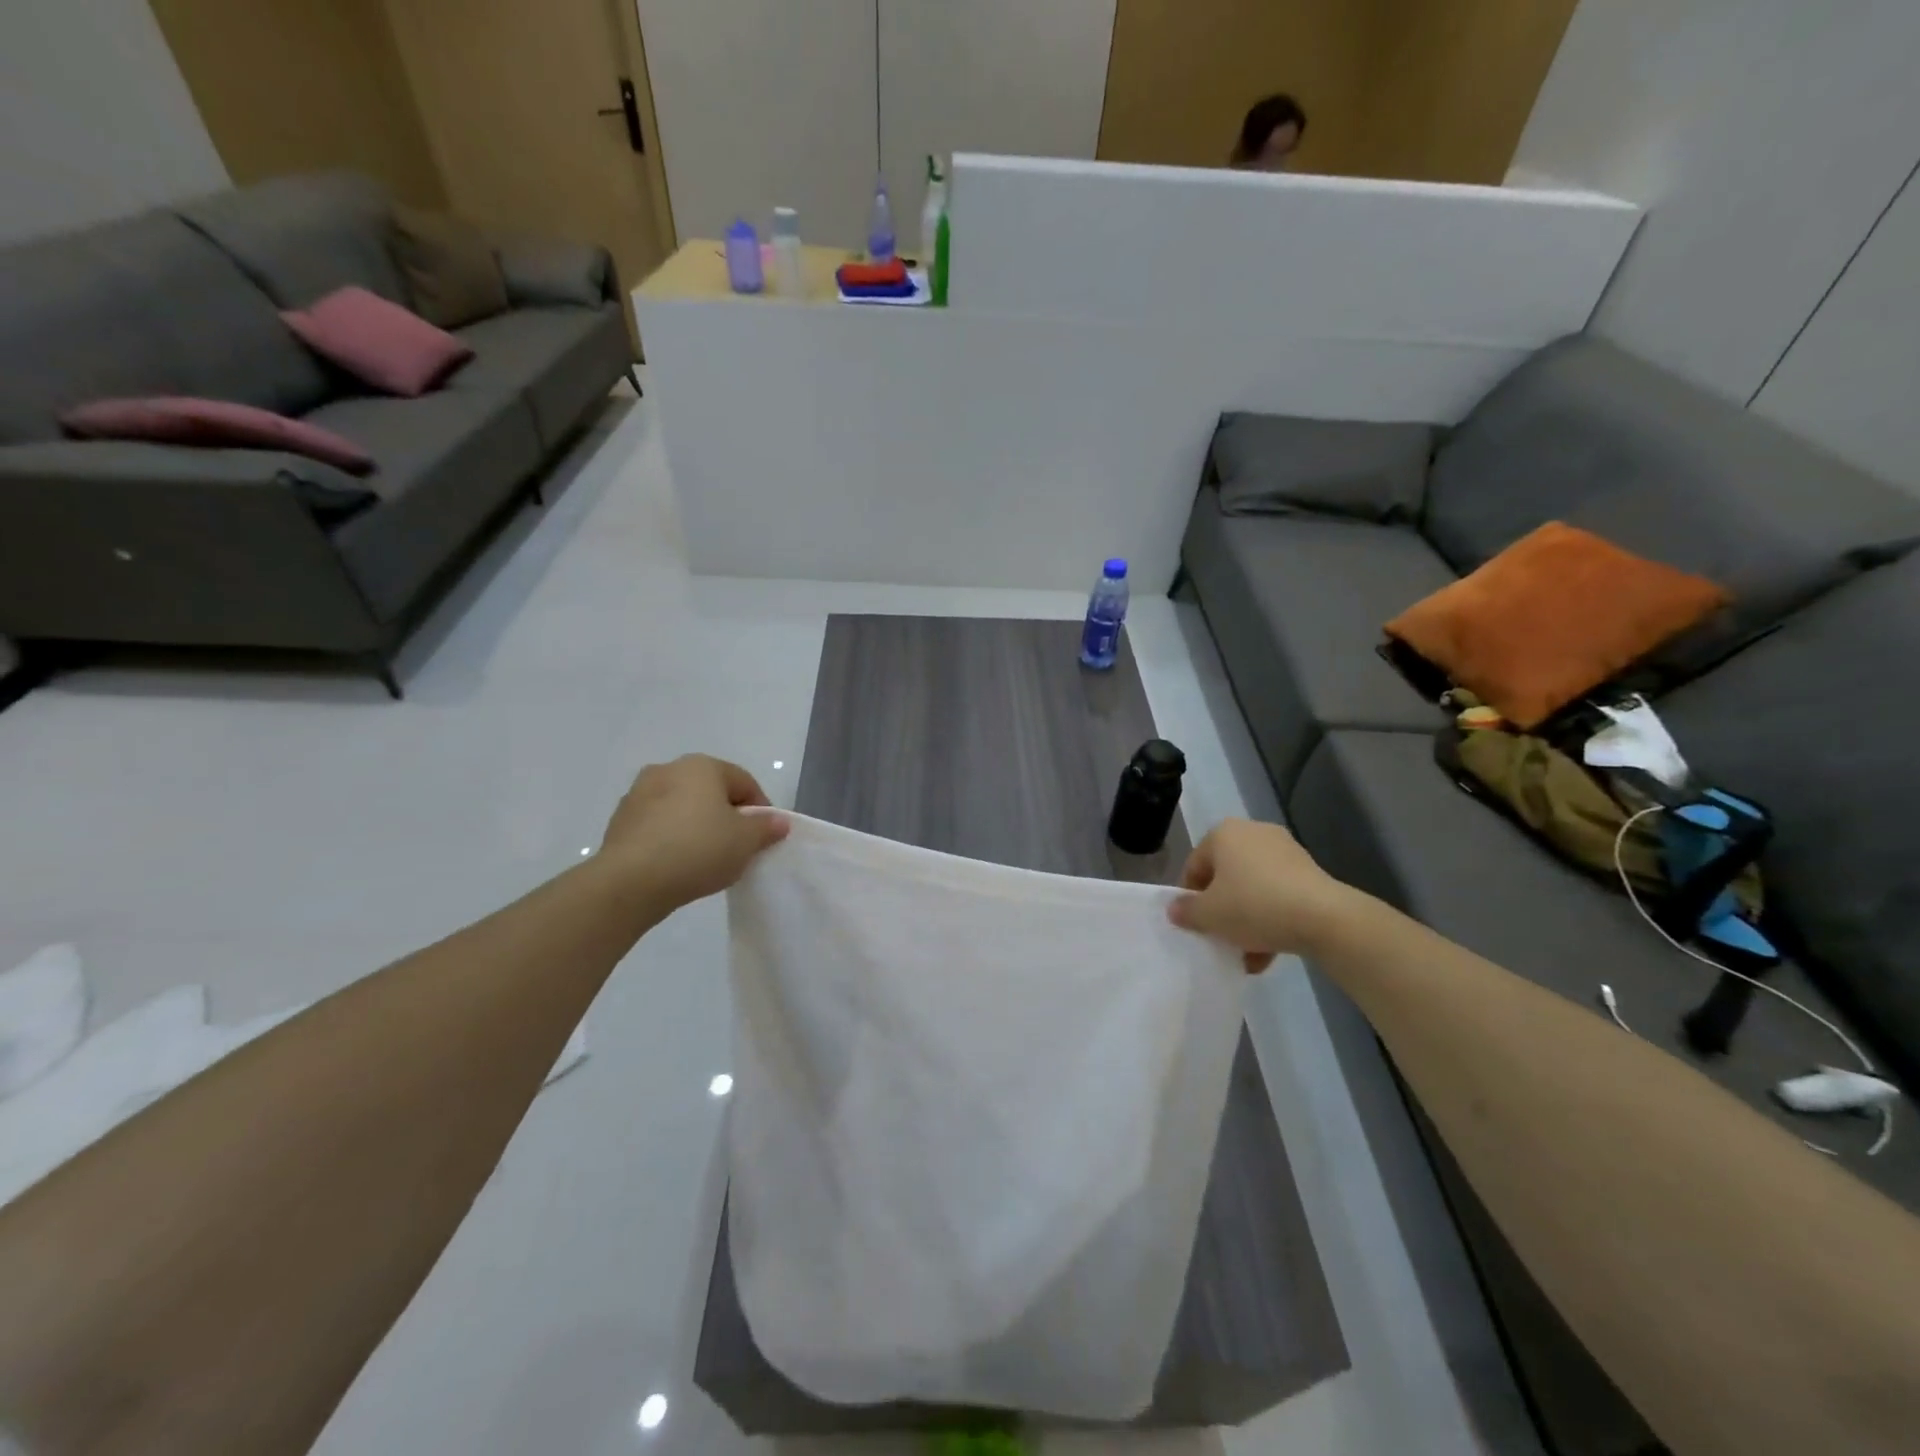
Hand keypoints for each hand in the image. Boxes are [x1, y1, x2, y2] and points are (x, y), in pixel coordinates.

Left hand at [598, 755, 789, 910]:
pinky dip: (671, 837)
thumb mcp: (746, 841)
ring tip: (705, 859)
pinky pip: (658, 825)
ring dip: (696, 825)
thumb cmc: (698, 850)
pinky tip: (677, 864)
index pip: (744, 782)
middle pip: (711, 791)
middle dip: (726, 816)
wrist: (630, 882)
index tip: (763, 838)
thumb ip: (766, 828)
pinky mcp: (620, 821)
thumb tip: (778, 821)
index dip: (761, 810)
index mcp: (702, 766)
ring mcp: (638, 794)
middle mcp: (668, 769)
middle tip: (737, 847)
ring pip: (682, 807)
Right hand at [1168, 819, 1355, 971]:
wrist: (1325, 918)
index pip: (1194, 866)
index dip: (1190, 899)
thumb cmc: (1254, 906)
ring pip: (1252, 889)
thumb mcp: (1209, 915)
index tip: (1196, 926)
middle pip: (1225, 877)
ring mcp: (1285, 850)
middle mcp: (1252, 833)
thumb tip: (1175, 909)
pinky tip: (1269, 952)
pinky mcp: (1309, 872)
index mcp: (1223, 833)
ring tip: (1246, 955)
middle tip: (1220, 938)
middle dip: (1221, 911)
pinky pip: (1278, 895)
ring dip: (1245, 921)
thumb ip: (1186, 911)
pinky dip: (1270, 919)